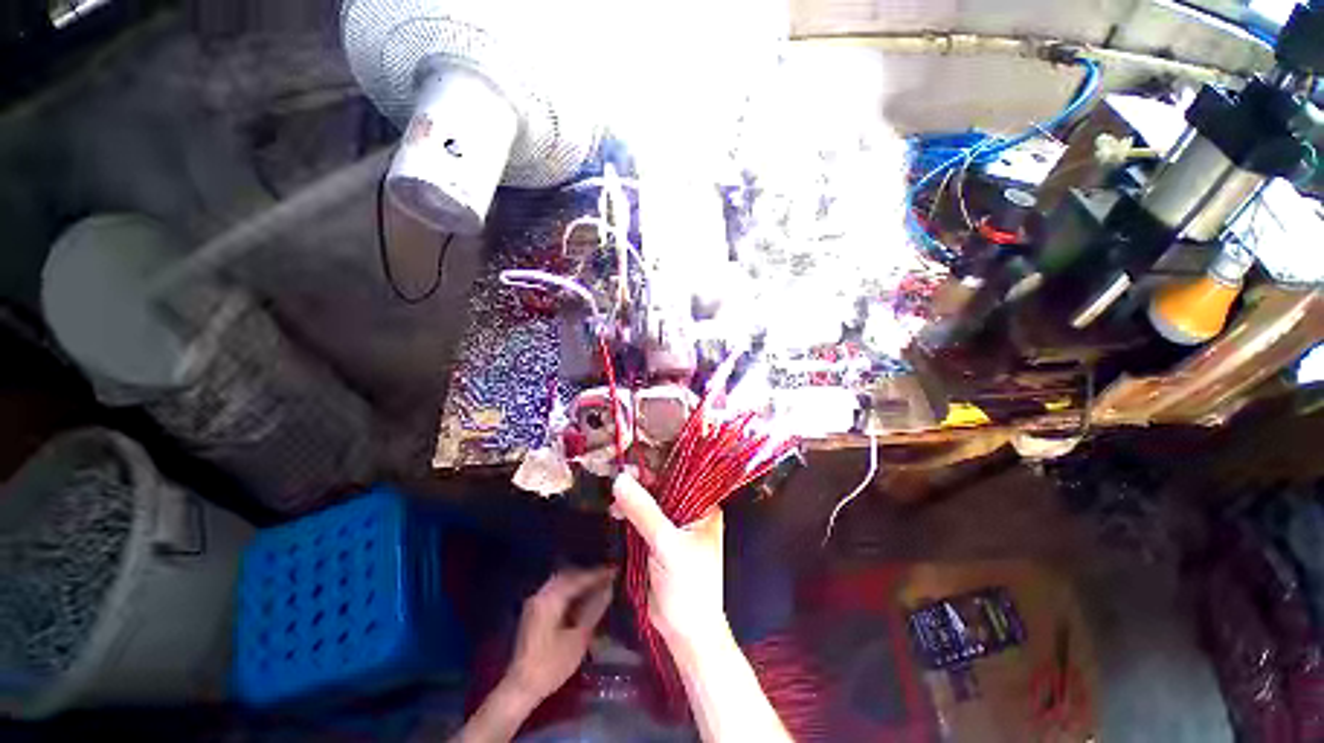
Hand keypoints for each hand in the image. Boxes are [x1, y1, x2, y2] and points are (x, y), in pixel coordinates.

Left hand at [506, 568, 615, 702]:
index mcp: (551, 598)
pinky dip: (569, 592)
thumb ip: (594, 609)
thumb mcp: (578, 638)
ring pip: (560, 584)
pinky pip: (555, 593)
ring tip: (597, 587)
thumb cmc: (552, 664)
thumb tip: (608, 589)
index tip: (614, 571)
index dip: (598, 575)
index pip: (578, 579)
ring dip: (578, 583)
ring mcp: (535, 604)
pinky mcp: (534, 613)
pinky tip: (580, 600)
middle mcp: (541, 595)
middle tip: (606, 578)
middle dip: (587, 576)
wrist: (521, 688)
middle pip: (568, 576)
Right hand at [612, 474, 727, 651]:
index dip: (657, 468)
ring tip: (614, 501)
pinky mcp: (659, 540)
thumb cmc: (688, 587)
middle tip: (618, 479)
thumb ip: (643, 511)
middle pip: (664, 488)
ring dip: (633, 499)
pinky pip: (643, 519)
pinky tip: (616, 512)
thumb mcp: (666, 545)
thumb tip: (620, 479)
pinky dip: (630, 514)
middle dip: (641, 483)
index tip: (631, 465)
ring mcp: (675, 526)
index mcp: (704, 508)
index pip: (681, 477)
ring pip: (651, 502)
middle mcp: (691, 512)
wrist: (686, 633)